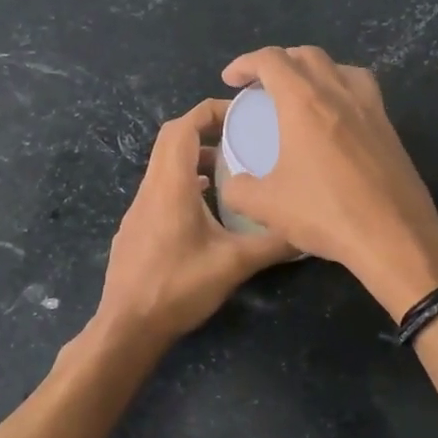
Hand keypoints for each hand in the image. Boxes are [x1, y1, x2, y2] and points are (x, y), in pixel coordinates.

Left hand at [96, 98, 294, 341]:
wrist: (128, 326)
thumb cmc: (179, 287)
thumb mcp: (235, 264)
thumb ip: (273, 244)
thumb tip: (309, 233)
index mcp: (172, 186)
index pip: (183, 127)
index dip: (210, 111)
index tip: (241, 114)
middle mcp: (151, 188)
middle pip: (171, 140)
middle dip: (205, 130)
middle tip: (240, 137)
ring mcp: (138, 209)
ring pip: (164, 166)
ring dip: (195, 159)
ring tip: (229, 170)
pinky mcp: (136, 228)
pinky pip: (160, 190)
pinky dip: (184, 183)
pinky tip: (207, 208)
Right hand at [218, 46, 437, 319]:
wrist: (394, 236)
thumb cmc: (326, 214)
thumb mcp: (266, 207)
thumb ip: (239, 189)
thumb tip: (233, 183)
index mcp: (305, 102)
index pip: (272, 60)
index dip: (245, 63)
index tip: (231, 80)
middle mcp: (340, 94)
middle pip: (308, 55)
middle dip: (280, 61)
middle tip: (262, 86)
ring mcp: (371, 109)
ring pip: (341, 68)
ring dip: (315, 70)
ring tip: (301, 94)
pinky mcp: (390, 129)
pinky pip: (363, 91)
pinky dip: (342, 90)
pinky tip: (336, 120)